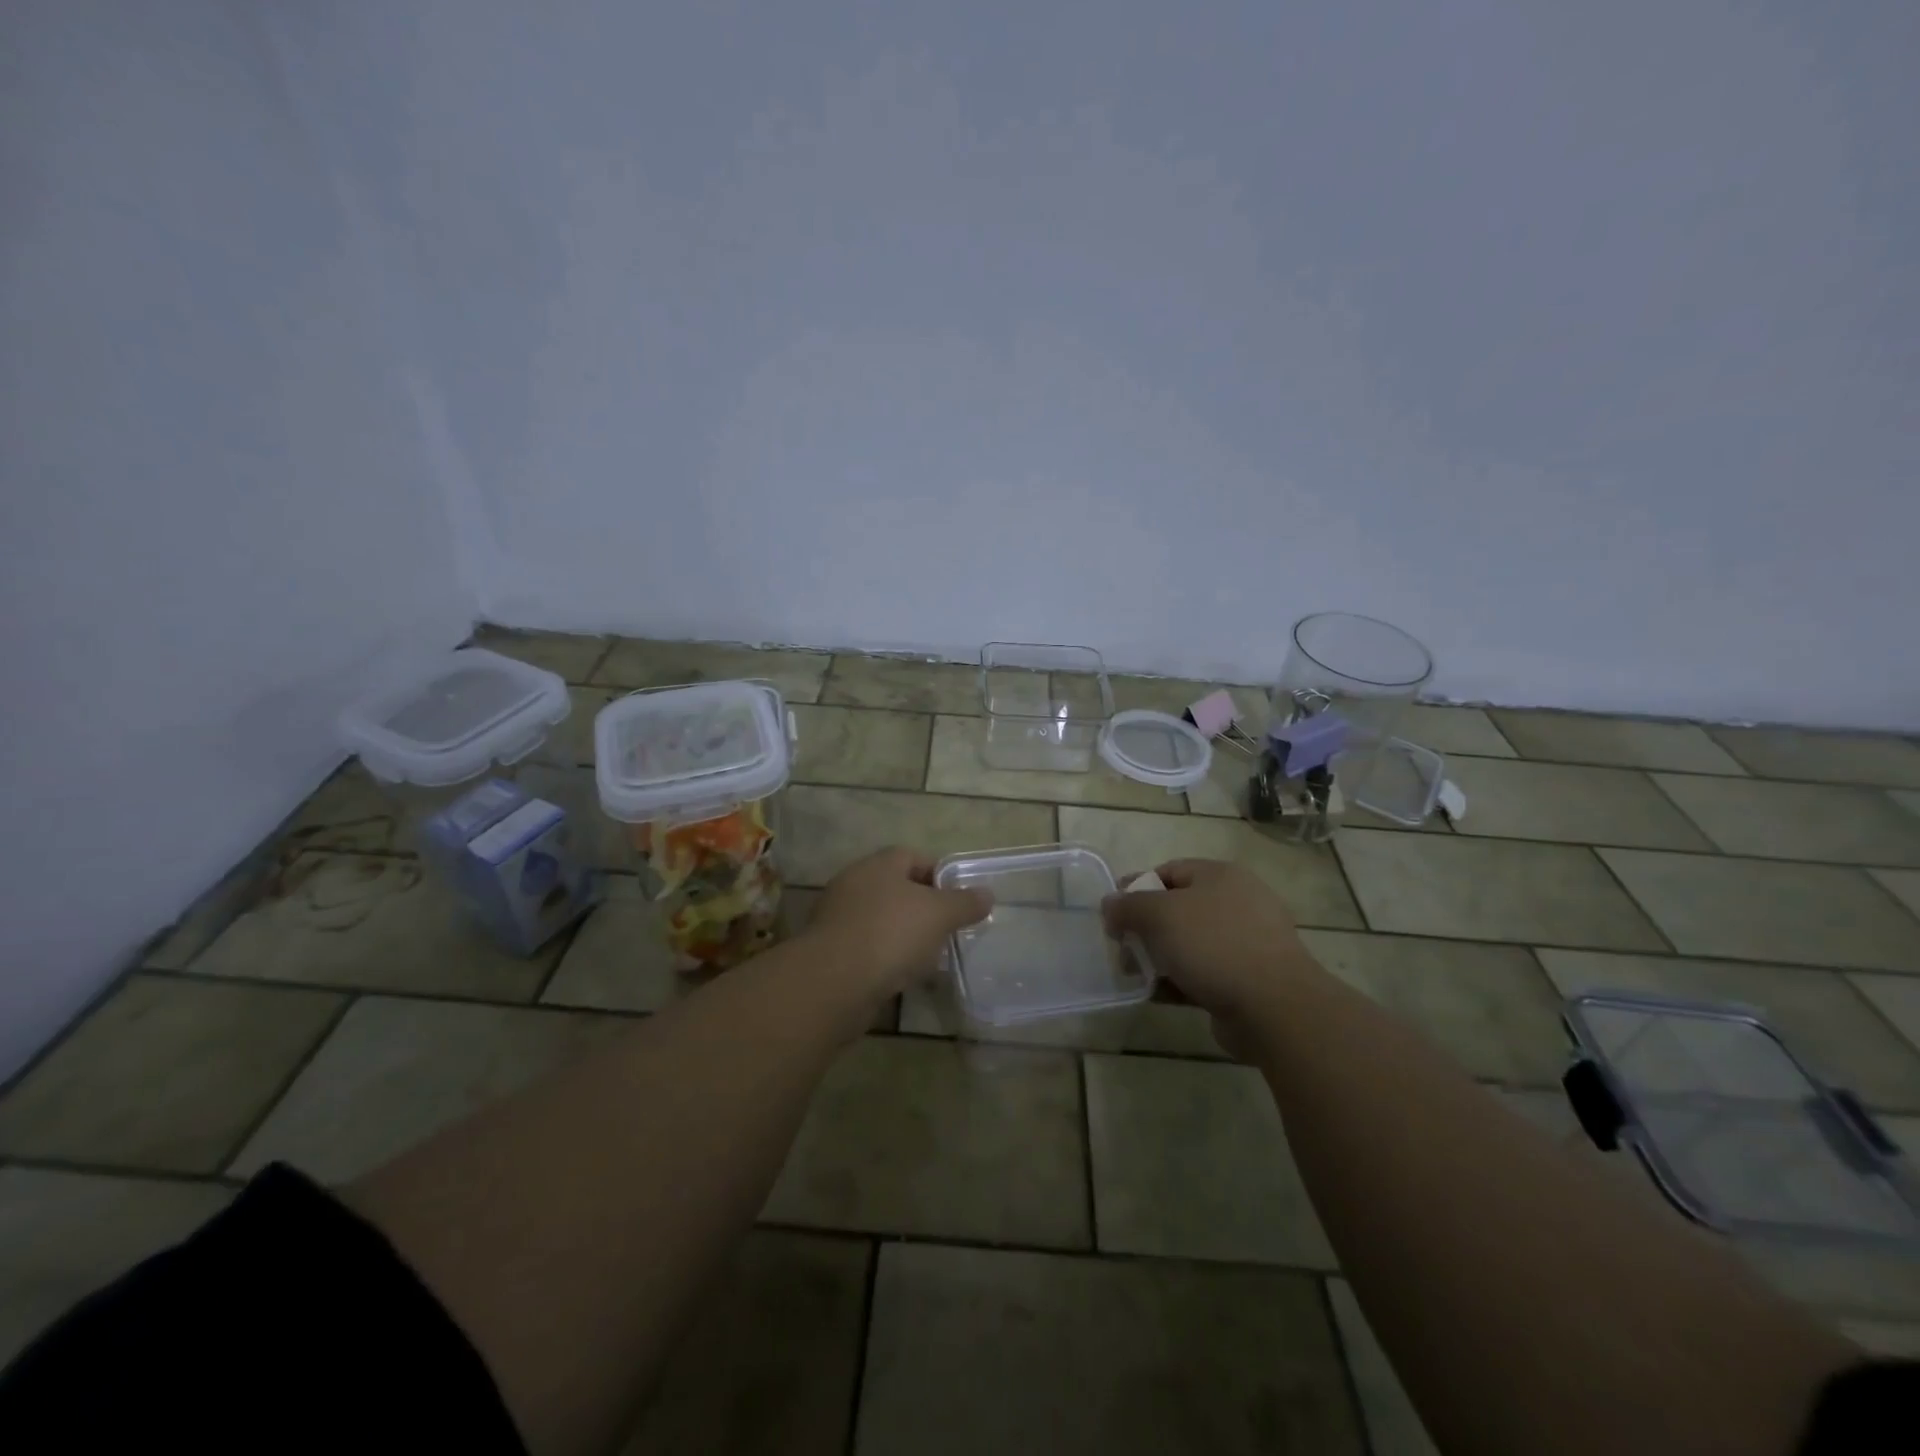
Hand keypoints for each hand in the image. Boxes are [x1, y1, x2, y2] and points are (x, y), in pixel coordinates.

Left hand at [805, 847, 992, 1001]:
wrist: (833, 982)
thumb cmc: (891, 934)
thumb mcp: (939, 914)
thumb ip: (965, 903)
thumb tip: (987, 894)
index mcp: (879, 865)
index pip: (913, 857)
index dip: (939, 875)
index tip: (960, 899)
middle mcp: (854, 884)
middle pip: (897, 889)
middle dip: (924, 909)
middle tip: (948, 930)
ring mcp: (838, 918)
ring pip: (882, 921)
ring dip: (905, 936)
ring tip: (931, 958)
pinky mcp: (830, 952)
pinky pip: (868, 948)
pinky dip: (886, 959)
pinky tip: (904, 977)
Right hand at [1102, 859, 1313, 1058]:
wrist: (1274, 1007)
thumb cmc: (1213, 945)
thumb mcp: (1159, 915)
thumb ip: (1128, 906)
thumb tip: (1109, 904)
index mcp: (1220, 875)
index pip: (1169, 871)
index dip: (1136, 888)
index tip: (1112, 913)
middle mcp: (1237, 902)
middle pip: (1178, 908)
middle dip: (1145, 928)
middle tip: (1121, 948)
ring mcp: (1247, 942)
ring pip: (1190, 943)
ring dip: (1159, 958)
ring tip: (1135, 976)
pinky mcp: (1249, 978)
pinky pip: (1204, 973)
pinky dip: (1179, 981)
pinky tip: (1157, 995)